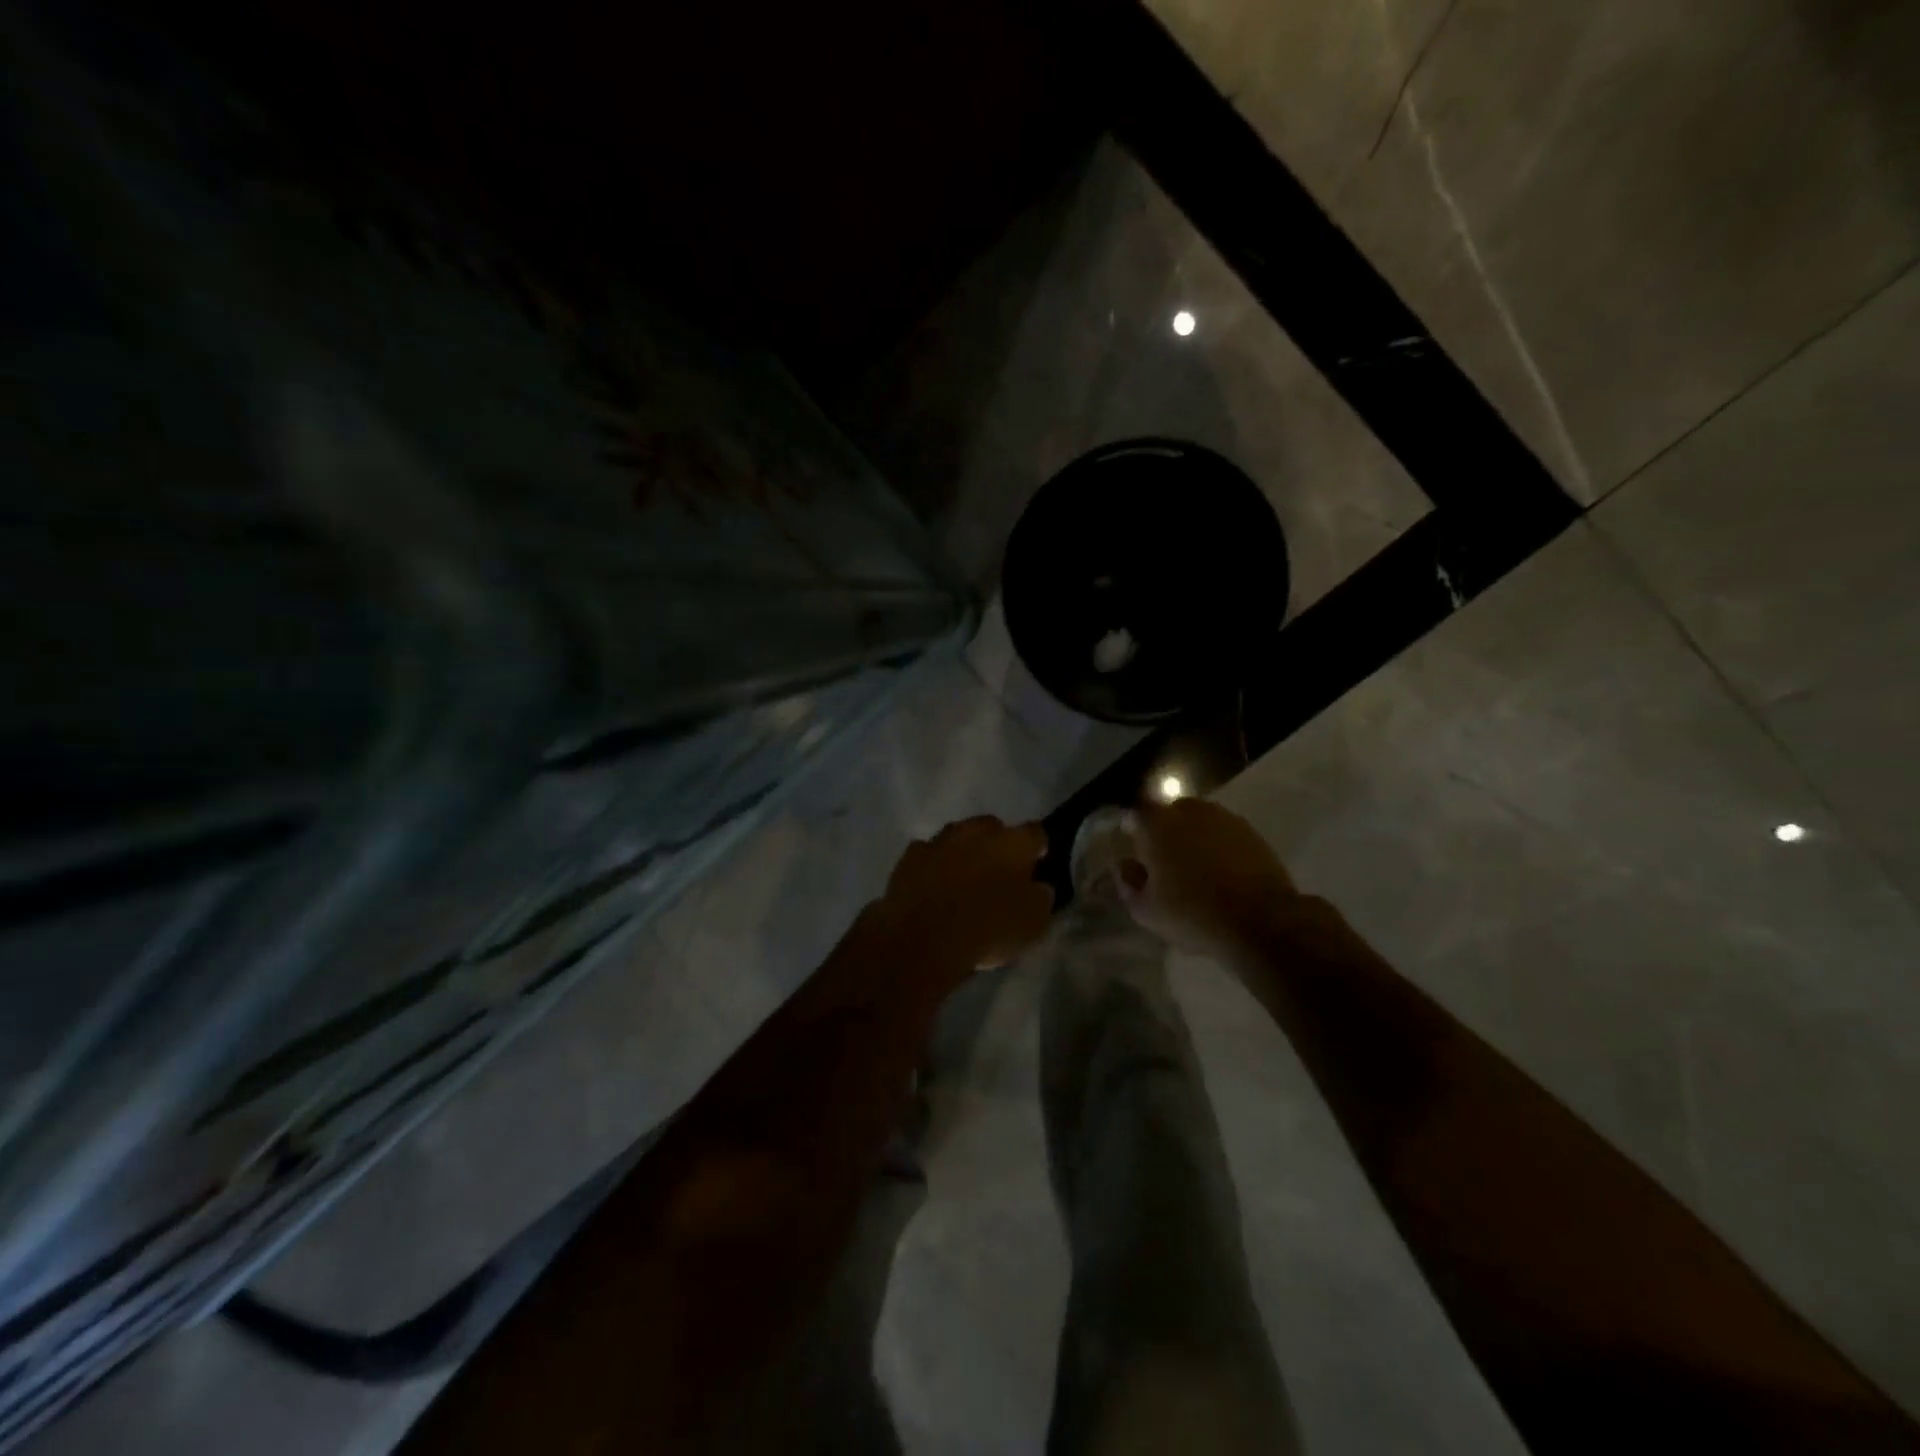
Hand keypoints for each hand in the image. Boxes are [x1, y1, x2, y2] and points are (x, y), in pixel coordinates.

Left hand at [877, 817, 1053, 974]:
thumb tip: (1039, 887)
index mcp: (1013, 842)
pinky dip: (934, 866)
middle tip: (999, 874)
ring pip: (958, 838)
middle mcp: (976, 830)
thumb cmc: (987, 928)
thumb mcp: (1033, 923)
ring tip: (963, 881)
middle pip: (993, 829)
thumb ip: (1040, 897)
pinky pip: (929, 855)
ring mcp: (939, 840)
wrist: (923, 936)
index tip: (1038, 865)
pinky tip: (933, 887)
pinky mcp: (910, 856)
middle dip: (998, 845)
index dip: (1039, 848)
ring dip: (964, 853)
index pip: (1036, 833)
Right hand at [1115, 798, 1296, 959]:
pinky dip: (1219, 846)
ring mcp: (1223, 818)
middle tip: (1164, 862)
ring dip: (1193, 837)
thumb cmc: (1193, 913)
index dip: (1132, 830)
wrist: (1261, 920)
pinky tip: (1222, 872)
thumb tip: (1124, 865)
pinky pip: (1224, 834)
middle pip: (1168, 813)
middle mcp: (1188, 810)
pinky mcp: (1251, 832)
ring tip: (1195, 868)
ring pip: (1199, 822)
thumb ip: (1128, 883)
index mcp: (1156, 824)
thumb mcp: (1146, 910)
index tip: (1134, 851)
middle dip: (1164, 832)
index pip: (1135, 814)